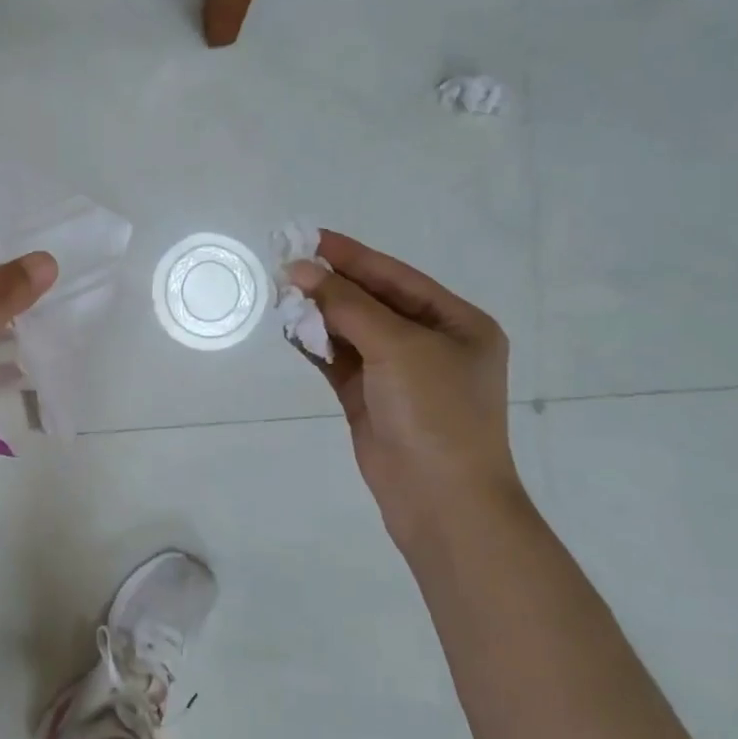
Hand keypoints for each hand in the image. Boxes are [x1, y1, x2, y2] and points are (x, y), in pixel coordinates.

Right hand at [290, 231, 526, 546]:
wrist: (442, 501)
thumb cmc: (436, 413)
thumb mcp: (398, 347)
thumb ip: (347, 305)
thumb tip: (300, 270)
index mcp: (457, 323)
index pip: (396, 277)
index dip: (352, 256)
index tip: (309, 238)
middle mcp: (430, 343)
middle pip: (372, 302)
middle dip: (331, 285)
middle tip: (285, 265)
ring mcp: (398, 373)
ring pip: (351, 331)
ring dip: (319, 314)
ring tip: (280, 293)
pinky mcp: (370, 399)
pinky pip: (338, 361)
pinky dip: (315, 345)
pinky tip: (289, 328)